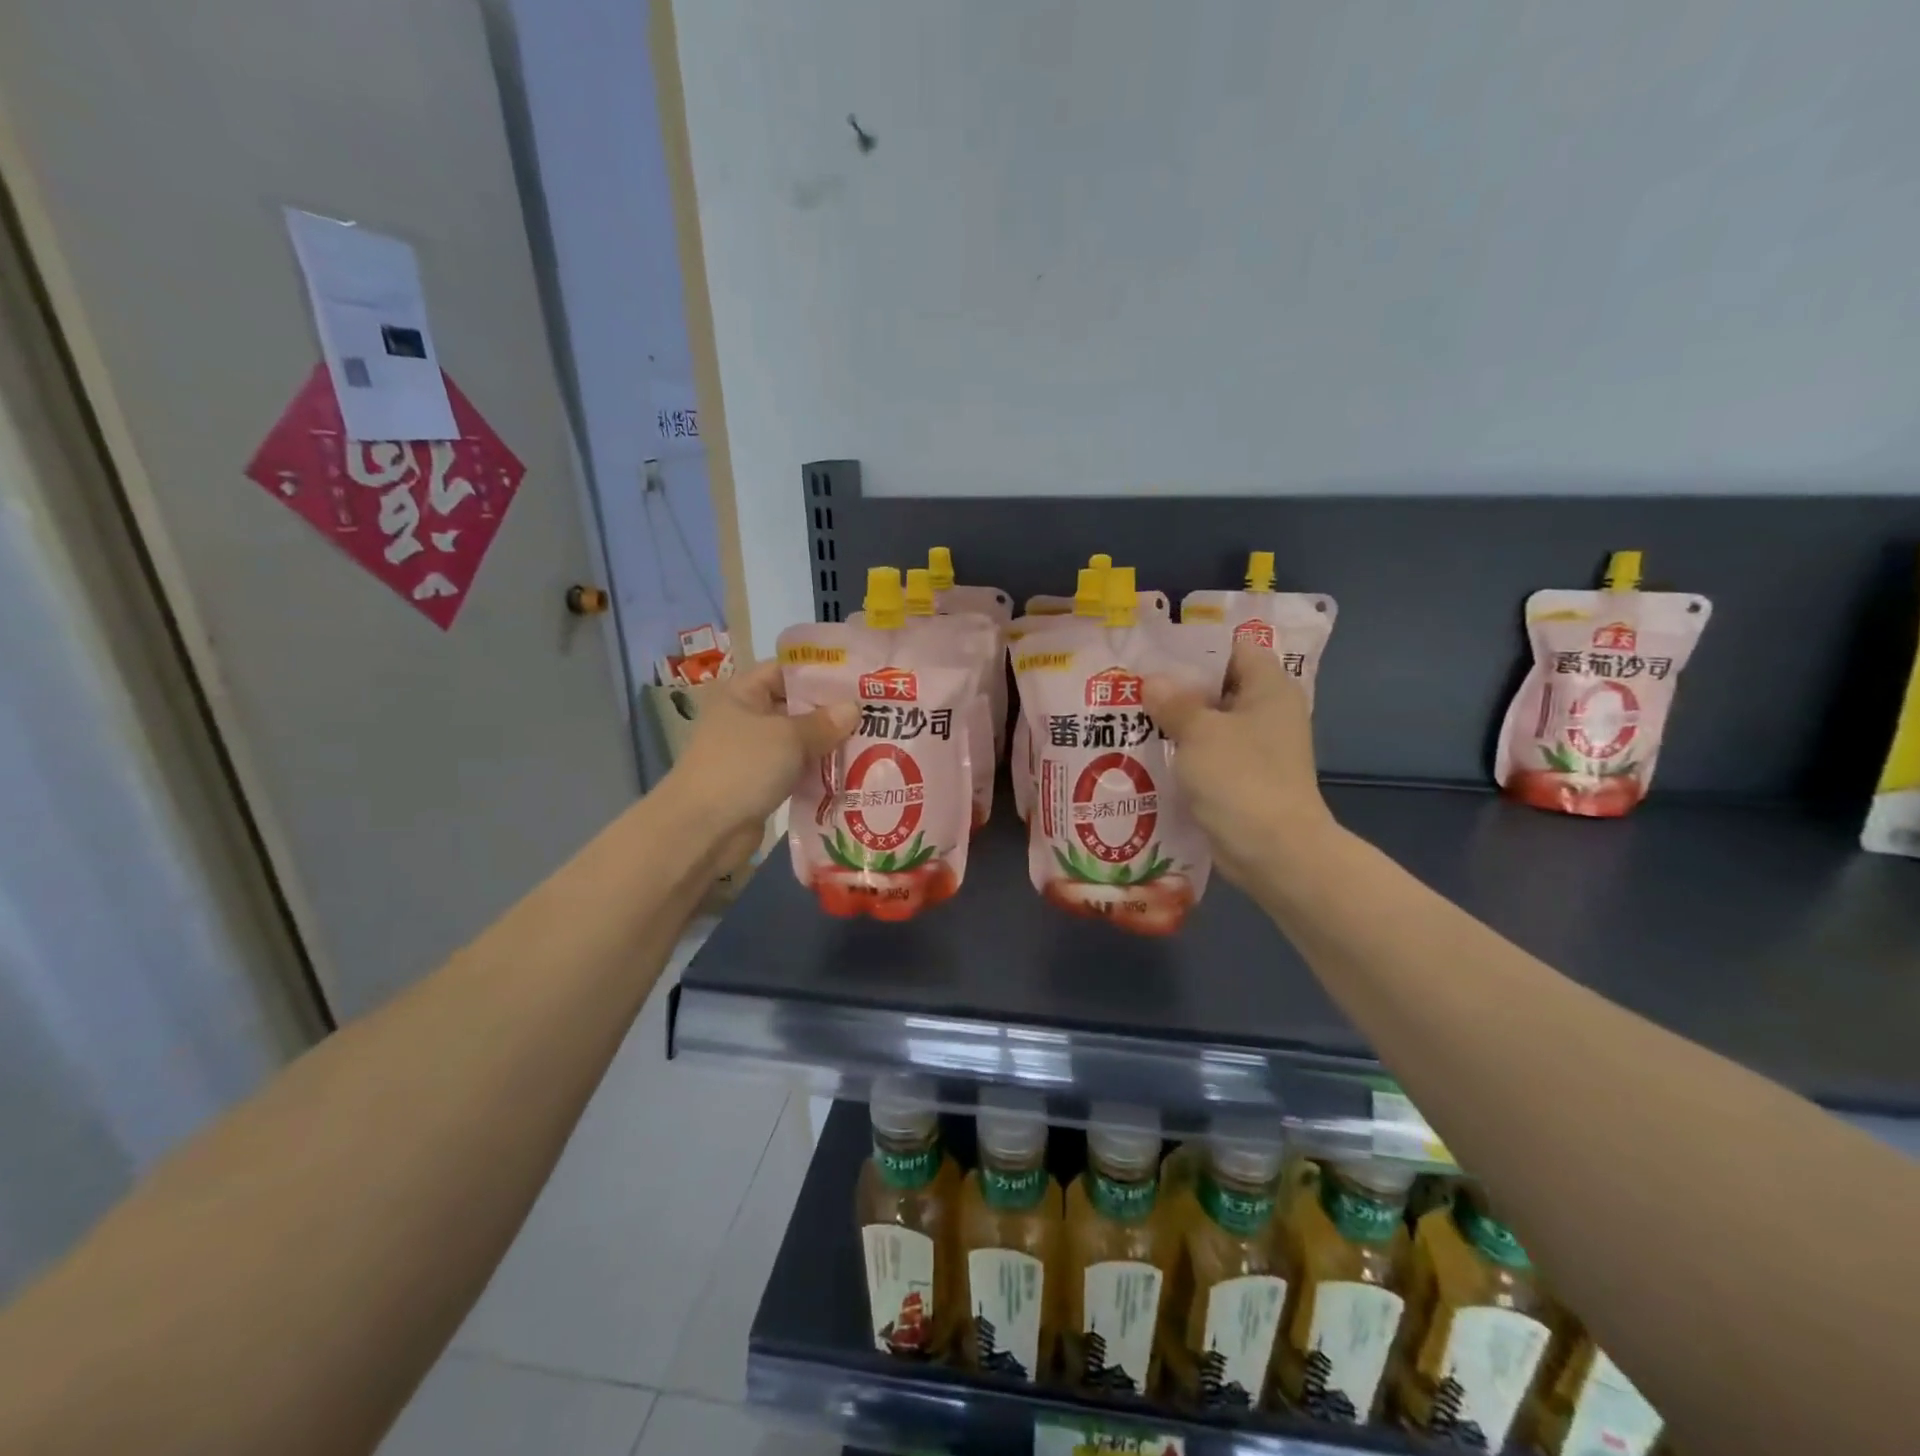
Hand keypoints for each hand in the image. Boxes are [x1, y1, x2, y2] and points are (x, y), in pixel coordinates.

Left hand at [664, 661, 857, 865]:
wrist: (702, 830)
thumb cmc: (742, 767)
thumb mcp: (788, 737)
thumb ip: (823, 722)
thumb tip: (854, 708)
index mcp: (743, 693)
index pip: (786, 670)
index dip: (820, 671)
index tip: (859, 678)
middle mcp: (747, 718)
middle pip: (796, 706)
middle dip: (832, 711)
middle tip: (876, 712)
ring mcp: (754, 753)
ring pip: (800, 741)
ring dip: (829, 744)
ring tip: (873, 741)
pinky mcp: (762, 784)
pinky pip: (797, 770)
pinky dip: (819, 771)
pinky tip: (853, 772)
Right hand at [1144, 640, 1334, 889]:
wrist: (1274, 851)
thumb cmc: (1241, 778)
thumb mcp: (1200, 732)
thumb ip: (1174, 702)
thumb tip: (1153, 681)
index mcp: (1269, 688)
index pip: (1234, 648)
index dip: (1196, 646)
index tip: (1154, 650)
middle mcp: (1267, 712)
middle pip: (1218, 685)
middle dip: (1176, 685)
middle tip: (1130, 682)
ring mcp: (1256, 748)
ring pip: (1209, 722)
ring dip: (1174, 721)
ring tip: (1127, 714)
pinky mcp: (1242, 778)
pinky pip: (1207, 754)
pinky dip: (1181, 752)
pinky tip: (1145, 751)